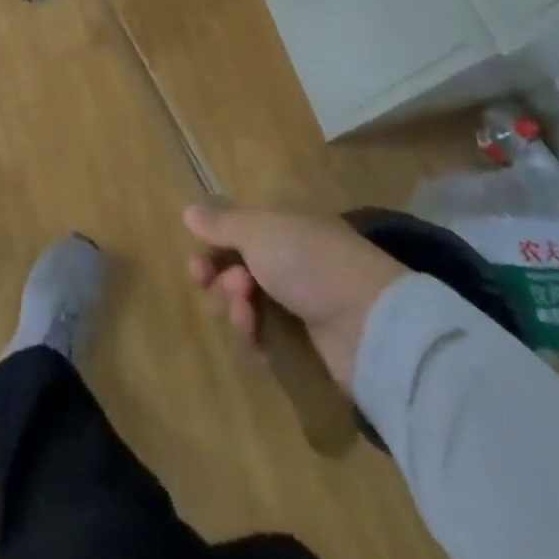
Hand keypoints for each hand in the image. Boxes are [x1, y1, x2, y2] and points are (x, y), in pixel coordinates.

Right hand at [185, 203, 406, 387]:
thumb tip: (189, 211)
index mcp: (284, 228)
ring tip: (246, 310)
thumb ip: (220, 224)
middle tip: (224, 285)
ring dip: (235, 307)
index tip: (197, 264)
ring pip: (247, 307)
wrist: (370, 324)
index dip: (213, 248)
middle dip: (222, 280)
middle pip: (237, 271)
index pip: (237, 234)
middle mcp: (290, 263)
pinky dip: (252, 338)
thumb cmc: (309, 261)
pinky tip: (255, 337)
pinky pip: (264, 341)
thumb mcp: (258, 230)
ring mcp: (299, 305)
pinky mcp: (306, 346)